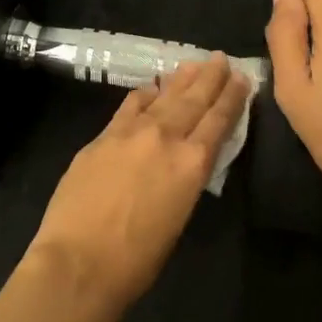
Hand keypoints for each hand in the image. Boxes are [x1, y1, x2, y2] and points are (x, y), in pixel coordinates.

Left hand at [27, 54, 250, 310]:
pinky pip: (129, 107)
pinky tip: (151, 87)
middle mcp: (166, 138)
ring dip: (180, 79)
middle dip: (210, 78)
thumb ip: (184, 180)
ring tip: (193, 63)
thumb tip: (183, 161)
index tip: (242, 79)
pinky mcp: (102, 138)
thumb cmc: (137, 260)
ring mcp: (131, 134)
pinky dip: (144, 94)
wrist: (79, 262)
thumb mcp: (178, 218)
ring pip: (163, 98)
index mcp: (193, 164)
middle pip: (194, 100)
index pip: (219, 121)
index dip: (232, 98)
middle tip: (221, 59)